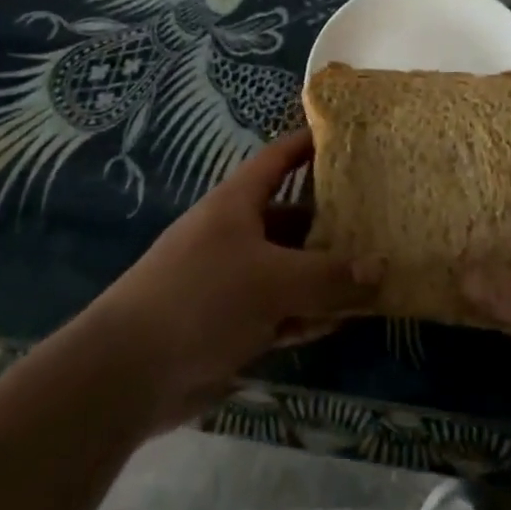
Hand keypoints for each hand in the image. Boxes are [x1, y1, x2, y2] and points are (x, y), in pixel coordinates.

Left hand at [79, 130, 380, 429]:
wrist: (129, 372)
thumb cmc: (202, 298)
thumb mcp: (272, 281)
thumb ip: (328, 276)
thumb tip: (381, 267)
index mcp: (237, 203)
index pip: (278, 159)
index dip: (308, 145)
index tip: (346, 138)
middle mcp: (236, 234)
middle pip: (291, 218)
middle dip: (331, 223)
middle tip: (380, 223)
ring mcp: (233, 280)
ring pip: (290, 269)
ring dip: (325, 276)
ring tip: (374, 277)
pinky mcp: (231, 323)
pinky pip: (280, 310)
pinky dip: (307, 313)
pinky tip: (340, 322)